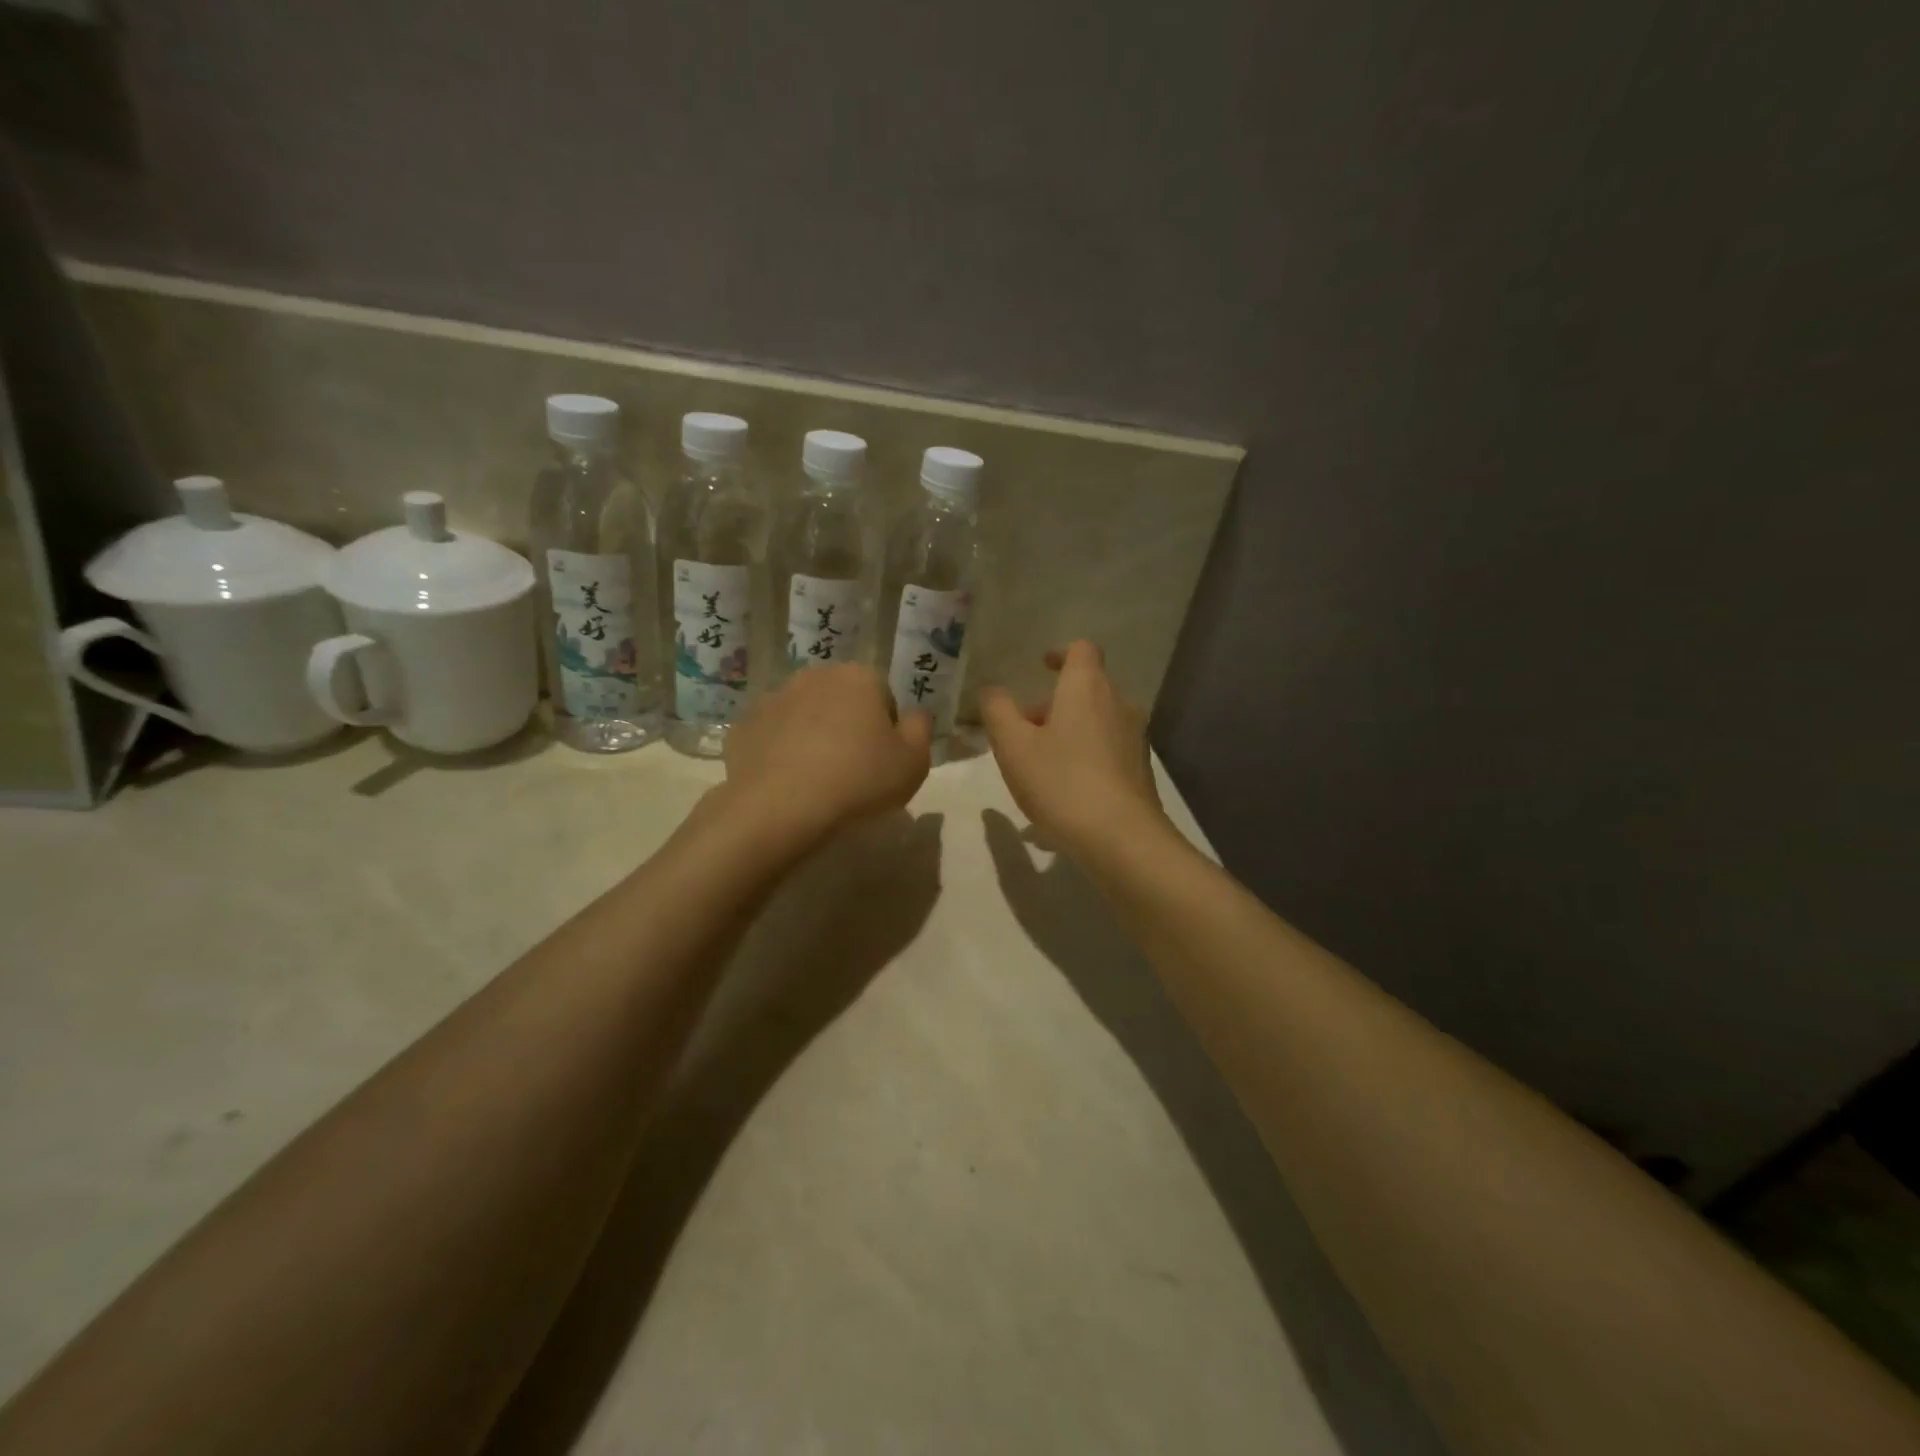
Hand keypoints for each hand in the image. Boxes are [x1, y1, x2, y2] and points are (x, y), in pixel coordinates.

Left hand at [722, 664, 931, 845]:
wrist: (780, 807)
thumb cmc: (859, 781)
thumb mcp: (914, 762)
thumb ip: (921, 729)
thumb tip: (912, 715)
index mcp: (859, 677)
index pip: (884, 698)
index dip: (887, 732)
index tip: (881, 763)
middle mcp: (815, 676)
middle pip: (842, 702)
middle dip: (848, 728)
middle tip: (852, 772)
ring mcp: (773, 698)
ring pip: (805, 716)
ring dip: (813, 737)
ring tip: (817, 780)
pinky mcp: (744, 726)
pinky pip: (772, 737)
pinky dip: (780, 753)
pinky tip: (786, 783)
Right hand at [981, 642, 1165, 857]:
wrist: (1122, 838)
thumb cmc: (1061, 782)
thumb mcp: (1013, 746)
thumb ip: (997, 711)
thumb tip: (992, 691)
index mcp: (1087, 688)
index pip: (1082, 650)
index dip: (1060, 653)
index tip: (1041, 667)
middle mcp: (1119, 704)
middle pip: (1086, 690)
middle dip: (1054, 705)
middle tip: (1022, 731)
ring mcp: (1135, 739)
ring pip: (1096, 723)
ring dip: (1068, 734)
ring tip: (1037, 769)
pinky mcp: (1140, 771)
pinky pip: (1105, 753)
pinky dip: (1082, 761)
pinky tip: (1061, 797)